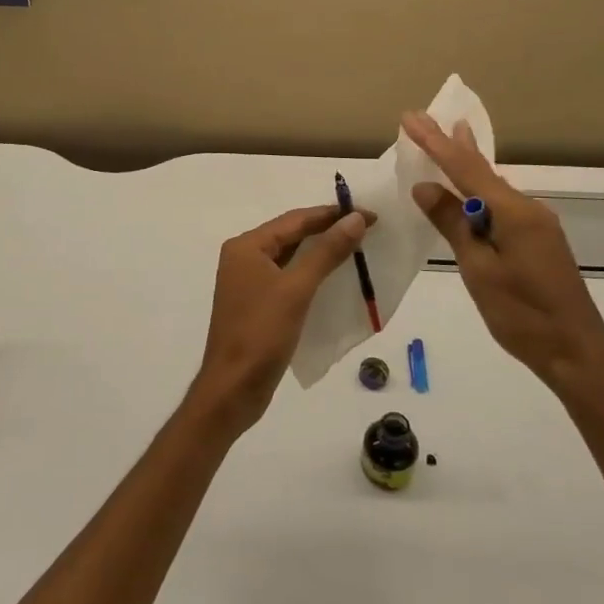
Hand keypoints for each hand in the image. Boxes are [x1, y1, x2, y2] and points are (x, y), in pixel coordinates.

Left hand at [186, 205, 368, 438]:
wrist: (233, 389)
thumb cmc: (261, 334)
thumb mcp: (297, 289)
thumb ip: (326, 251)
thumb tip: (355, 218)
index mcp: (246, 247)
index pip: (295, 219)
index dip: (333, 214)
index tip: (370, 215)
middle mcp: (244, 258)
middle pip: (292, 235)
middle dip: (329, 230)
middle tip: (368, 229)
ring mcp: (249, 283)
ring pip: (291, 258)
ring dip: (322, 252)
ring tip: (359, 249)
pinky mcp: (258, 306)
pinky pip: (289, 279)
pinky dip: (313, 275)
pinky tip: (336, 279)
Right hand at [403, 112, 603, 435]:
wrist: (577, 354)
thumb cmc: (523, 315)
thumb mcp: (479, 270)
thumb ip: (453, 225)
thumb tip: (426, 187)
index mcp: (513, 213)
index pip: (465, 168)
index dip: (435, 142)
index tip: (410, 117)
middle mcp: (528, 210)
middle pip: (482, 170)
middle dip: (451, 144)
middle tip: (425, 119)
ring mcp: (537, 225)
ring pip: (493, 188)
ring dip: (466, 165)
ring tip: (450, 137)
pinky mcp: (538, 242)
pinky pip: (501, 206)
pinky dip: (479, 191)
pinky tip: (470, 190)